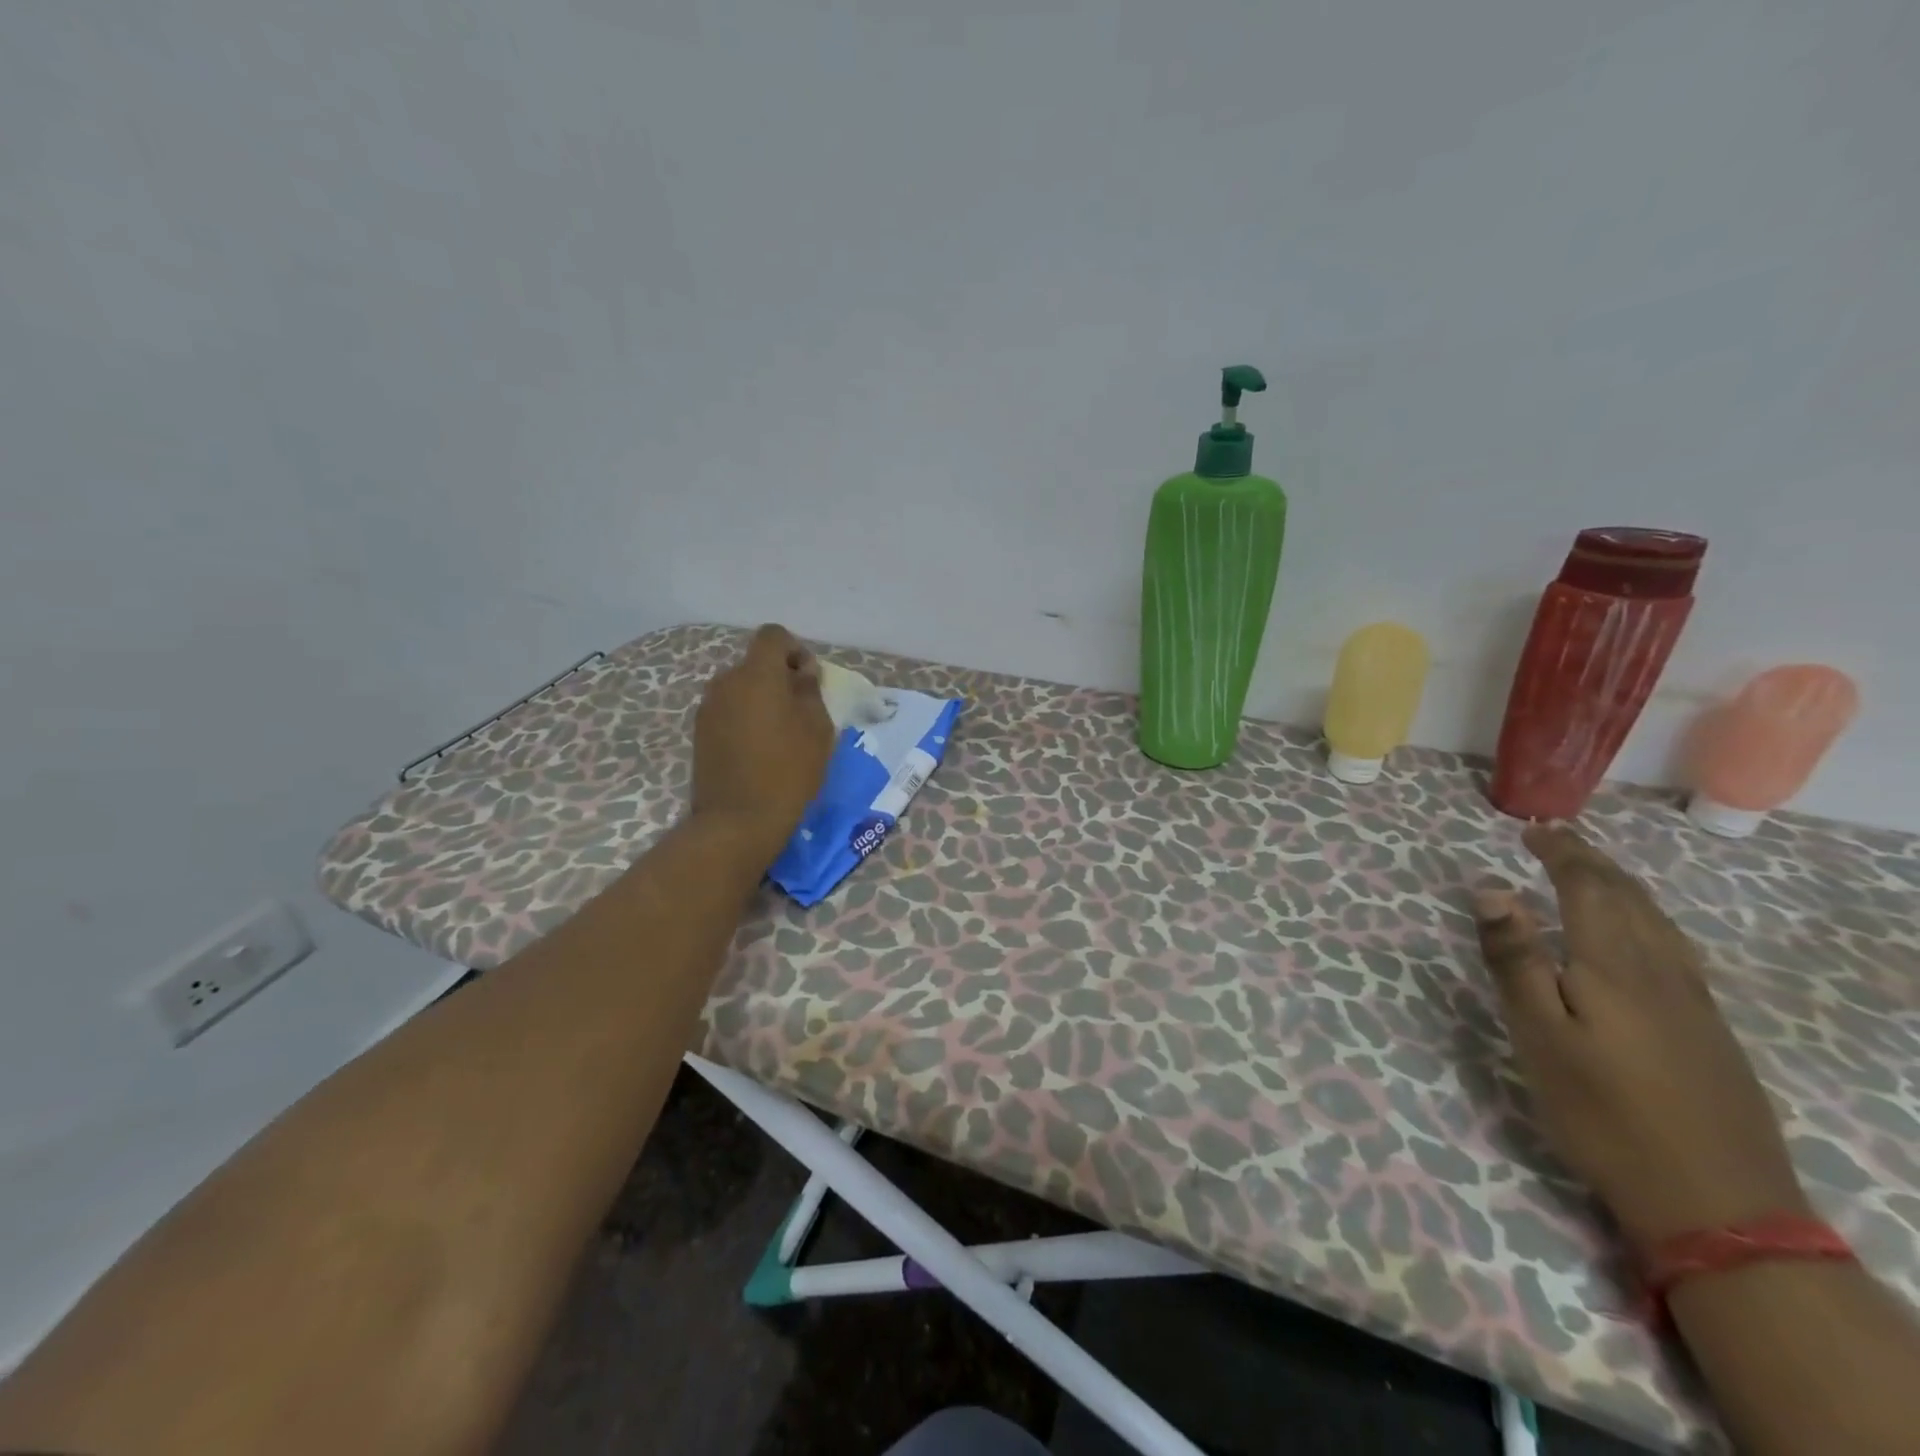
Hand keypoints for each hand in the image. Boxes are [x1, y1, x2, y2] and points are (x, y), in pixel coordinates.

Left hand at [691, 625, 833, 857]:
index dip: (795, 649)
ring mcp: (708, 708)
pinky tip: (759, 749)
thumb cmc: (788, 771)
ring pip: (741, 688)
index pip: (773, 636)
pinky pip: (728, 710)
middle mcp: (725, 682)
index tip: (809, 680)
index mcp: (756, 674)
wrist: (737, 821)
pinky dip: (745, 718)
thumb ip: (810, 690)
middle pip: (755, 663)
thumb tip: (801, 672)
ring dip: (761, 699)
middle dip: (779, 677)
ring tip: (780, 734)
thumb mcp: (817, 729)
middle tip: (800, 710)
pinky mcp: (700, 733)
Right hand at [1474, 824, 1809, 1252]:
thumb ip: (1514, 959)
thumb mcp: (1538, 1036)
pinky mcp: (1709, 1027)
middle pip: (1627, 897)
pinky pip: (1675, 946)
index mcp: (1612, 965)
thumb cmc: (1602, 1112)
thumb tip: (1490, 888)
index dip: (1560, 853)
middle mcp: (1658, 969)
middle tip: (1555, 838)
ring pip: (1657, 920)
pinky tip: (1641, 931)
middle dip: (1589, 861)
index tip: (1531, 830)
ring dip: (1620, 885)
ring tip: (1592, 870)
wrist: (1715, 1202)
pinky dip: (1647, 917)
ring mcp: (1692, 999)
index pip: (1587, 888)